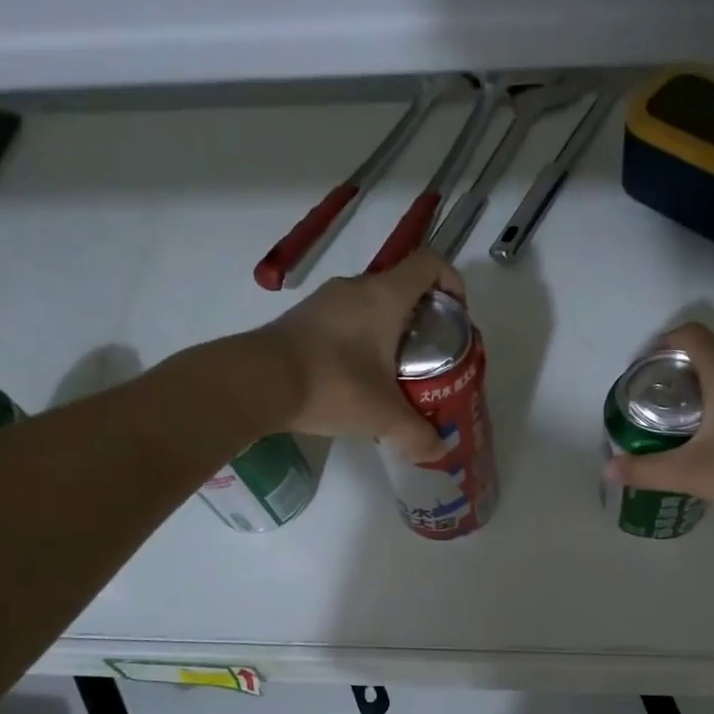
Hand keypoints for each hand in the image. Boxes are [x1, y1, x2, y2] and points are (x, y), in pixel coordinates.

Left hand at [255, 248, 460, 459]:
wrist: (257, 382)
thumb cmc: (332, 385)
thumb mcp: (383, 416)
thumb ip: (417, 434)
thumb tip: (438, 450)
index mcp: (385, 296)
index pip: (430, 263)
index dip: (451, 281)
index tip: (457, 314)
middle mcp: (356, 288)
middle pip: (401, 286)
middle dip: (422, 316)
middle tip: (429, 354)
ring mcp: (324, 301)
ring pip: (370, 304)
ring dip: (387, 329)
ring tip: (393, 370)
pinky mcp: (301, 318)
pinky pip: (343, 319)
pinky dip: (358, 338)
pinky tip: (354, 376)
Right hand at [602, 322, 713, 537]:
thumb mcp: (690, 474)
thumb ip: (645, 470)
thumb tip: (609, 470)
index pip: (691, 335)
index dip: (663, 342)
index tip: (645, 368)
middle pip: (711, 353)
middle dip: (682, 369)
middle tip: (660, 400)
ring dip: (709, 384)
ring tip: (688, 417)